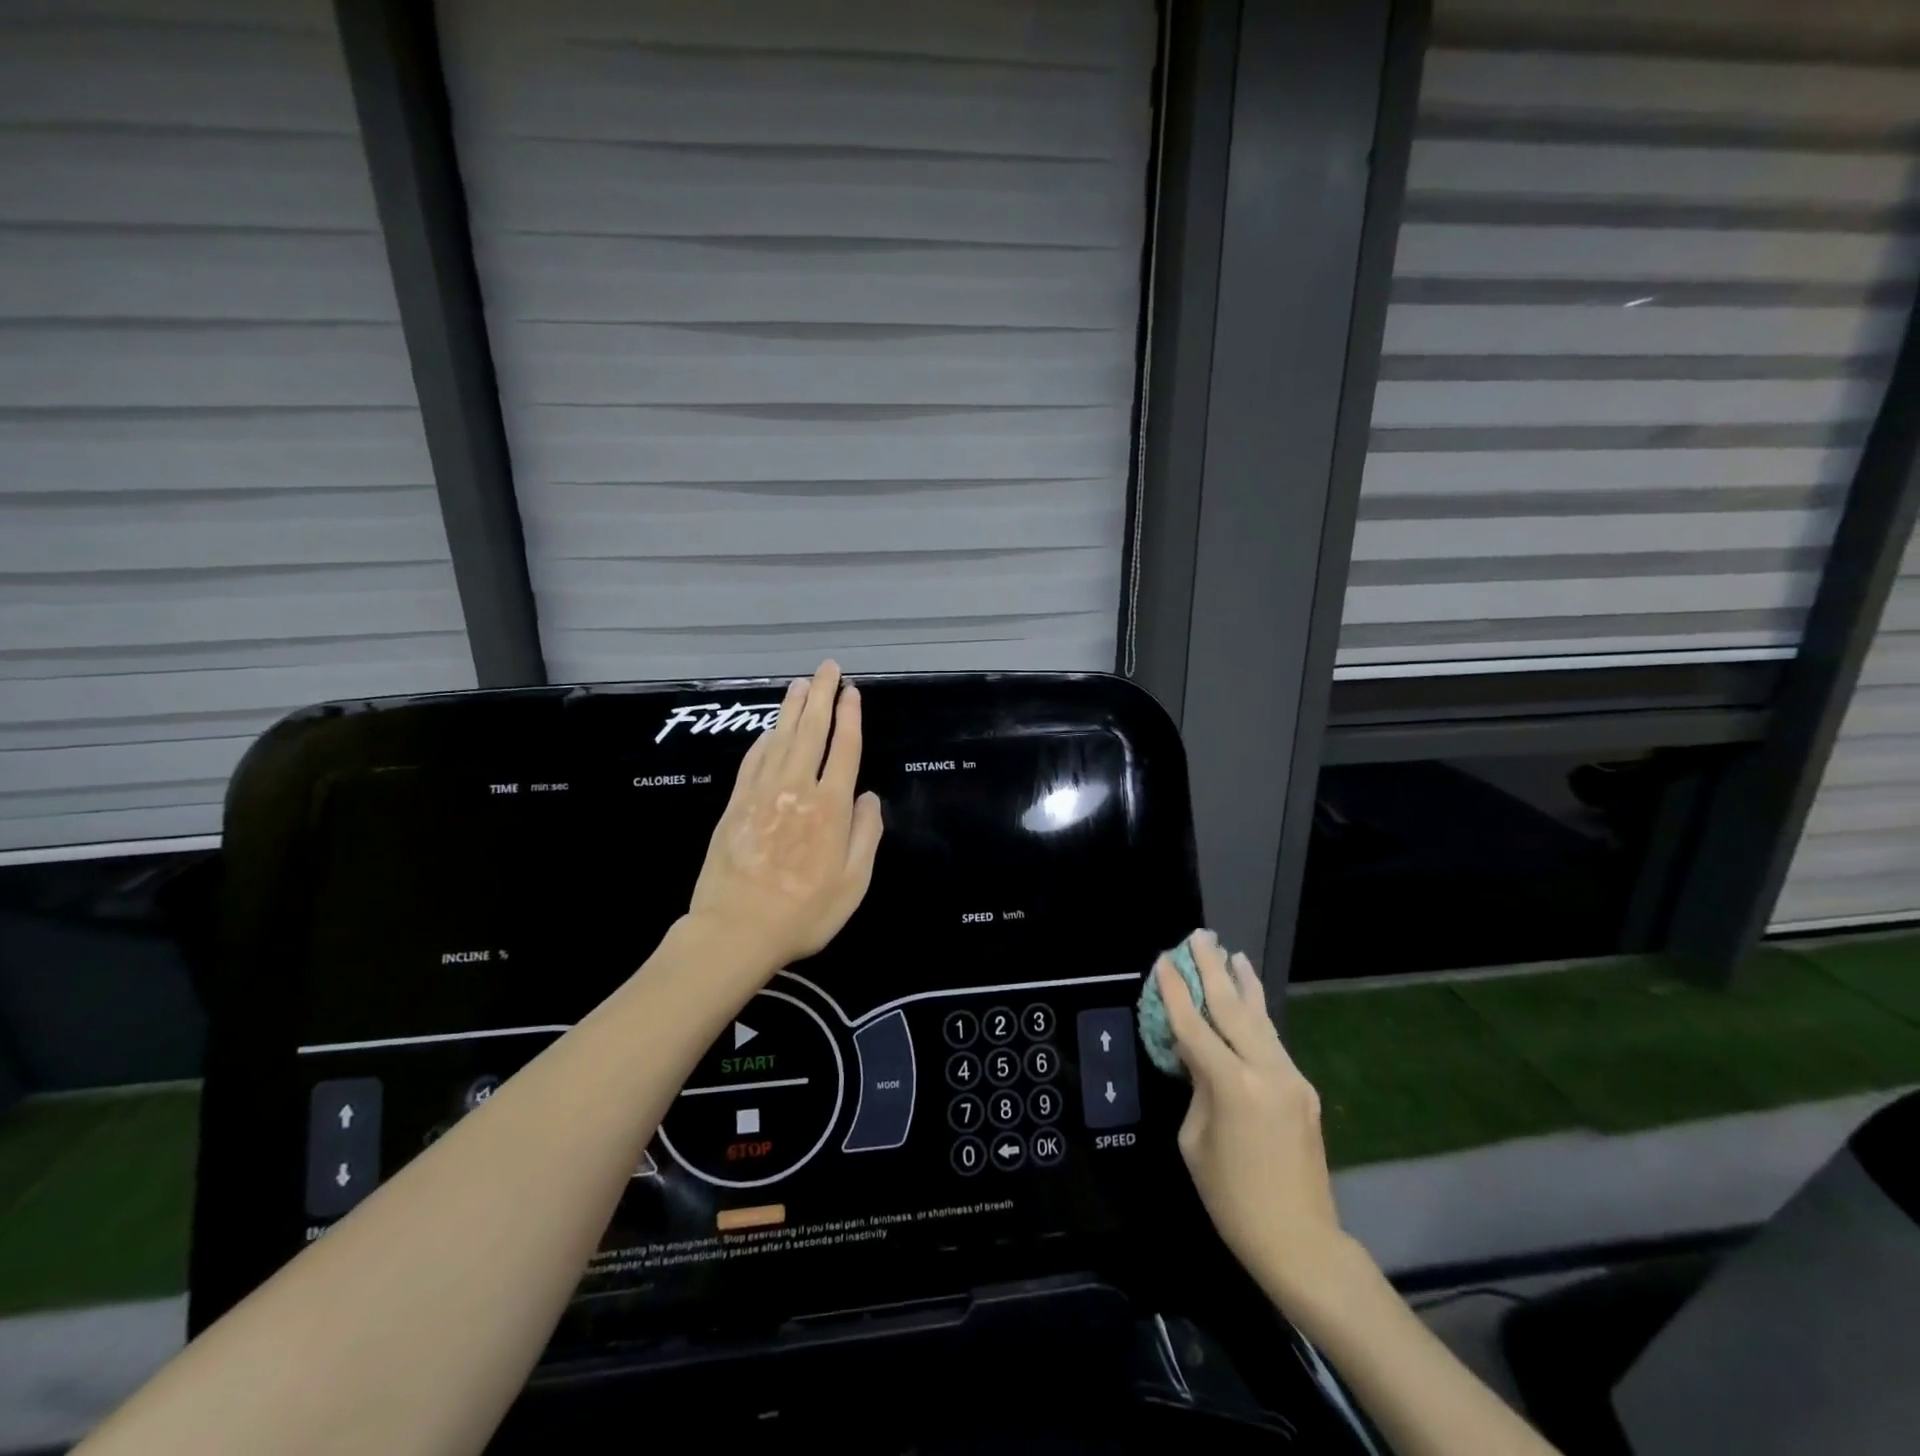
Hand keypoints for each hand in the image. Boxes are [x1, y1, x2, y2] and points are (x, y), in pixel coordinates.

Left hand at [687, 660, 883, 972]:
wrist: (736, 930)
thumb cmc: (804, 912)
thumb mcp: (854, 883)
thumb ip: (867, 835)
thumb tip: (868, 796)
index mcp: (830, 807)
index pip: (844, 749)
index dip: (850, 717)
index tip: (852, 691)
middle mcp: (797, 789)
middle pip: (812, 732)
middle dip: (822, 696)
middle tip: (827, 668)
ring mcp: (762, 793)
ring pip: (781, 738)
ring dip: (792, 708)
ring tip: (801, 684)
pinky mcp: (736, 803)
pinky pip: (753, 760)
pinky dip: (764, 739)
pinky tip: (771, 729)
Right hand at [1157, 932, 1354, 1309]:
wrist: (1301, 1241)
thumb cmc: (1232, 1199)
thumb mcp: (1195, 1141)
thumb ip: (1197, 1089)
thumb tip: (1200, 1059)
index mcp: (1232, 1086)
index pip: (1194, 1026)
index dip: (1175, 991)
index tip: (1163, 959)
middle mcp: (1265, 1071)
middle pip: (1232, 1007)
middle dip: (1212, 969)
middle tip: (1200, 937)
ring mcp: (1290, 1077)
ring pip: (1260, 1017)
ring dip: (1243, 984)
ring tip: (1232, 954)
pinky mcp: (1304, 1089)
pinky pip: (1272, 1042)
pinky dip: (1257, 1015)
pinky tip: (1250, 1001)